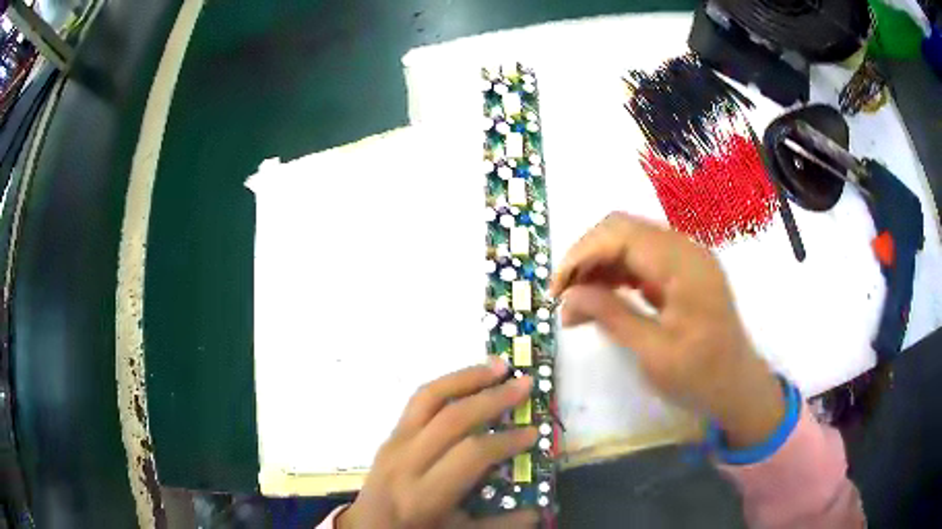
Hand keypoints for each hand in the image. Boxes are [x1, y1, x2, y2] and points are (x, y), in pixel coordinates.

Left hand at [337, 359, 539, 528]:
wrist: (367, 527)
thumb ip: (499, 524)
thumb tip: (538, 508)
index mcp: (423, 494)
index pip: (471, 454)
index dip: (506, 440)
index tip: (533, 433)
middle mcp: (405, 461)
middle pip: (452, 418)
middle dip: (493, 398)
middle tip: (525, 384)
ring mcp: (393, 442)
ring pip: (429, 397)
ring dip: (467, 377)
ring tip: (498, 366)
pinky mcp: (390, 434)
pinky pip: (418, 401)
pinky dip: (448, 384)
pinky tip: (469, 380)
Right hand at [550, 212, 783, 447]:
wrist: (738, 386)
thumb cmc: (701, 377)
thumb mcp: (654, 354)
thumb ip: (612, 316)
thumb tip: (569, 295)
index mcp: (684, 265)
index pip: (621, 234)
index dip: (582, 255)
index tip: (556, 290)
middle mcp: (685, 250)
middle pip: (622, 229)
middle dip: (586, 257)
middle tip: (563, 297)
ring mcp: (685, 259)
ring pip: (629, 242)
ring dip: (598, 266)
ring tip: (576, 305)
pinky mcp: (682, 272)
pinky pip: (641, 259)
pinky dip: (616, 275)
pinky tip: (601, 300)